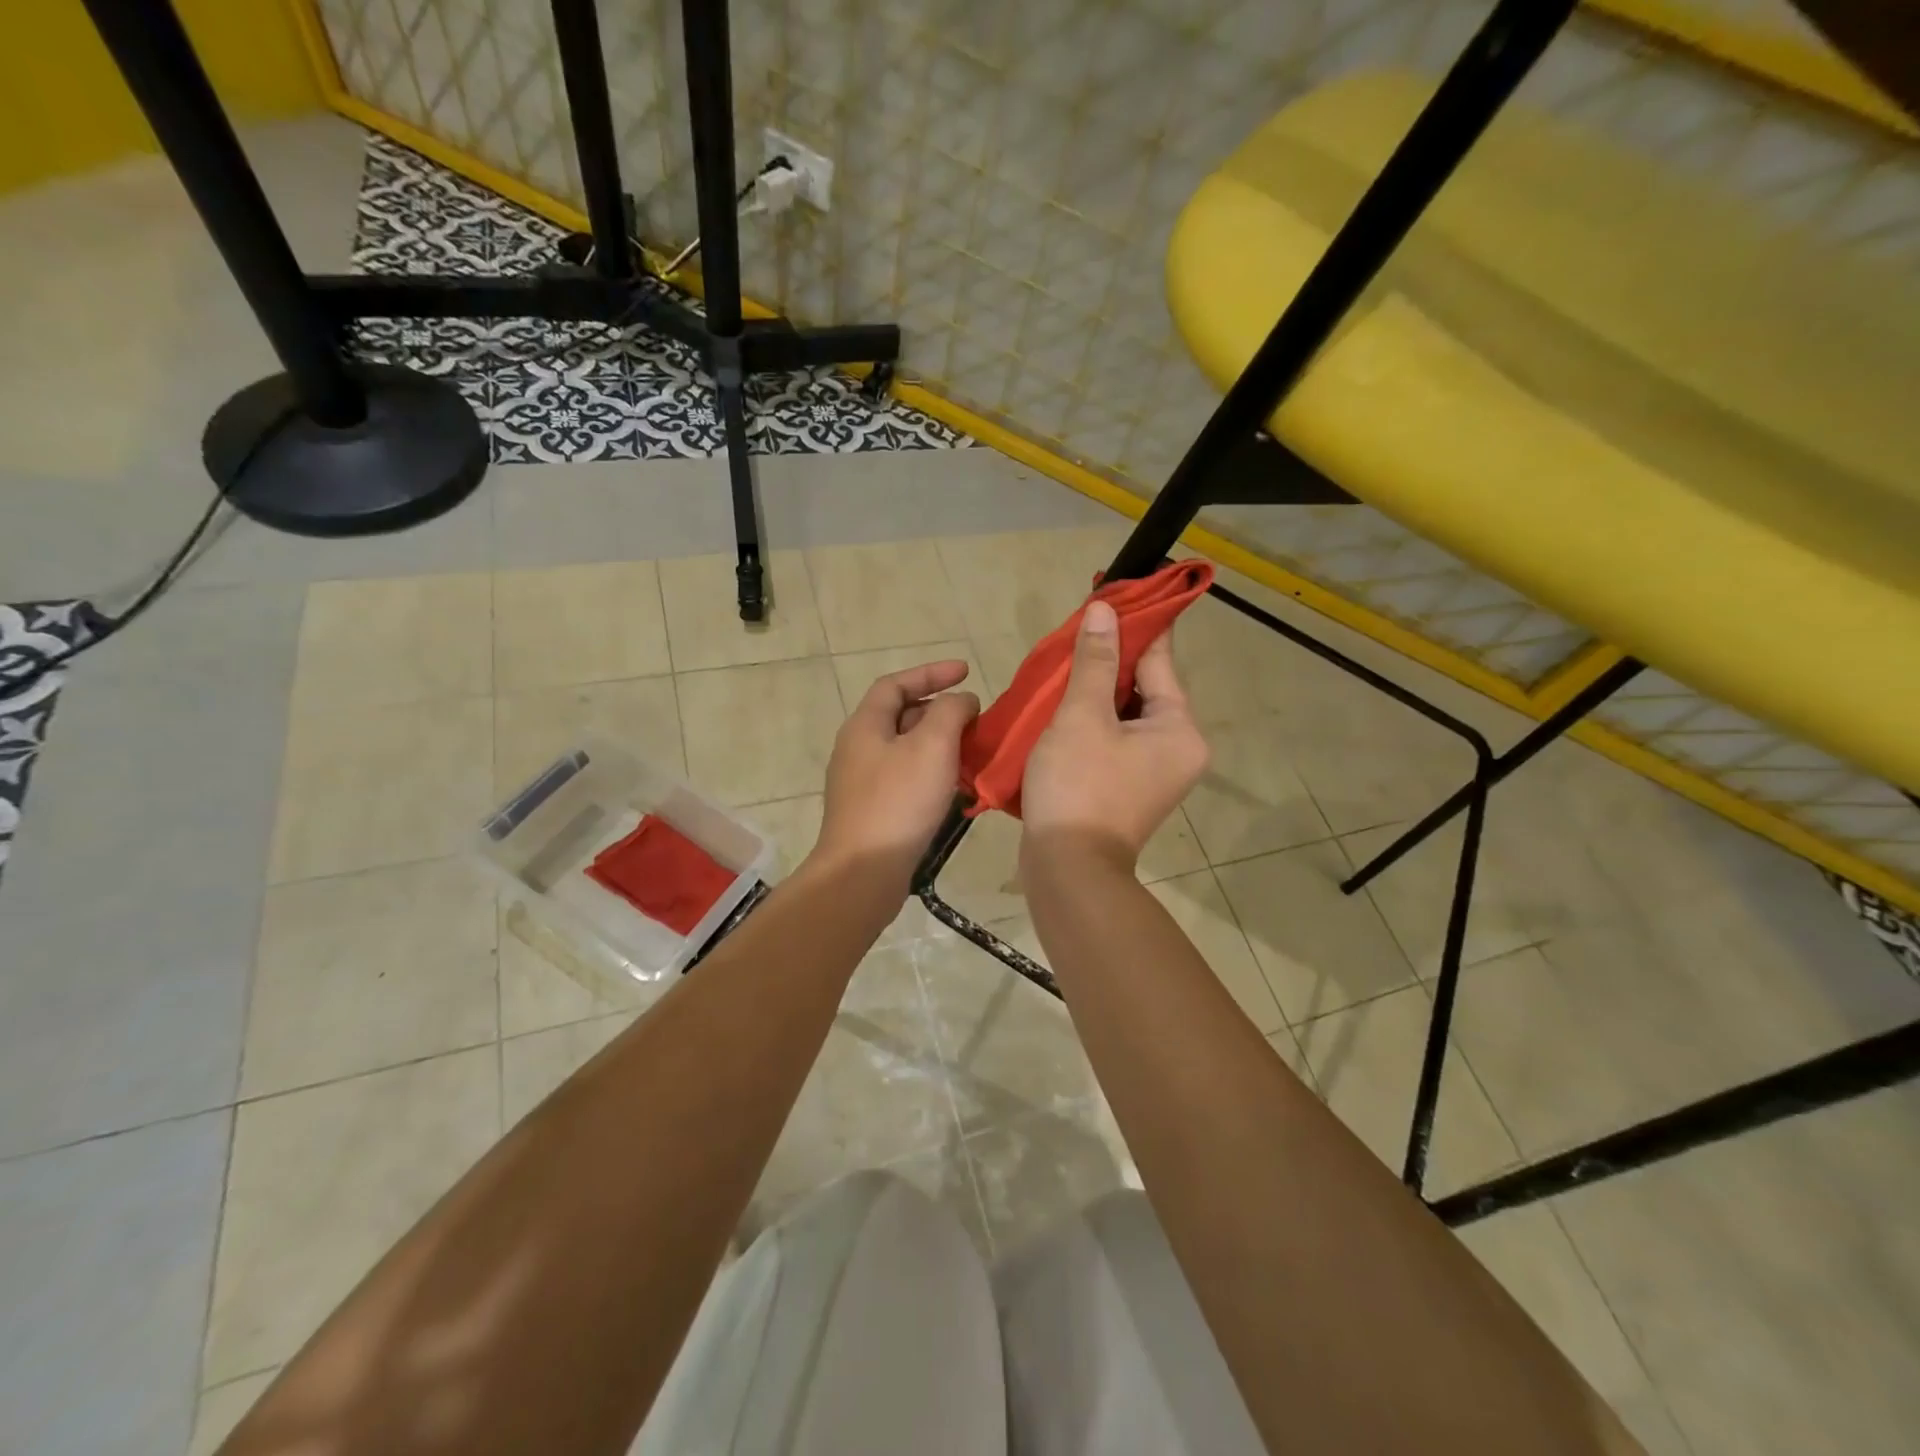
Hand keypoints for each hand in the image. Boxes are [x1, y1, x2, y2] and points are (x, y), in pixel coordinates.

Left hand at [814, 660, 979, 880]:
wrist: (862, 872)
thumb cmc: (898, 802)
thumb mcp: (932, 745)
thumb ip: (951, 712)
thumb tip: (961, 701)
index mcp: (865, 725)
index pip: (896, 684)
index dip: (931, 673)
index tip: (966, 671)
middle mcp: (857, 748)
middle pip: (900, 715)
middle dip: (939, 710)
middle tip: (974, 718)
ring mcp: (861, 782)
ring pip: (905, 749)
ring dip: (938, 743)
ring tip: (972, 751)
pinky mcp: (871, 811)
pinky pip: (905, 777)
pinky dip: (932, 772)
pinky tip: (955, 787)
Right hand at [1021, 600, 1208, 868]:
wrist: (1068, 870)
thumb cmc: (1079, 786)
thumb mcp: (1083, 715)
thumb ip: (1095, 661)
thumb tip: (1105, 610)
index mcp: (1179, 728)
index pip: (1159, 660)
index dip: (1135, 625)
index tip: (1113, 594)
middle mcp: (1177, 748)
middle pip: (1142, 688)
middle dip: (1107, 661)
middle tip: (1073, 635)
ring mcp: (1153, 772)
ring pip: (1123, 715)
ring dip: (1093, 693)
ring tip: (1059, 668)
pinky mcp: (1126, 789)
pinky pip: (1112, 740)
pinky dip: (1089, 723)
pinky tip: (1058, 709)